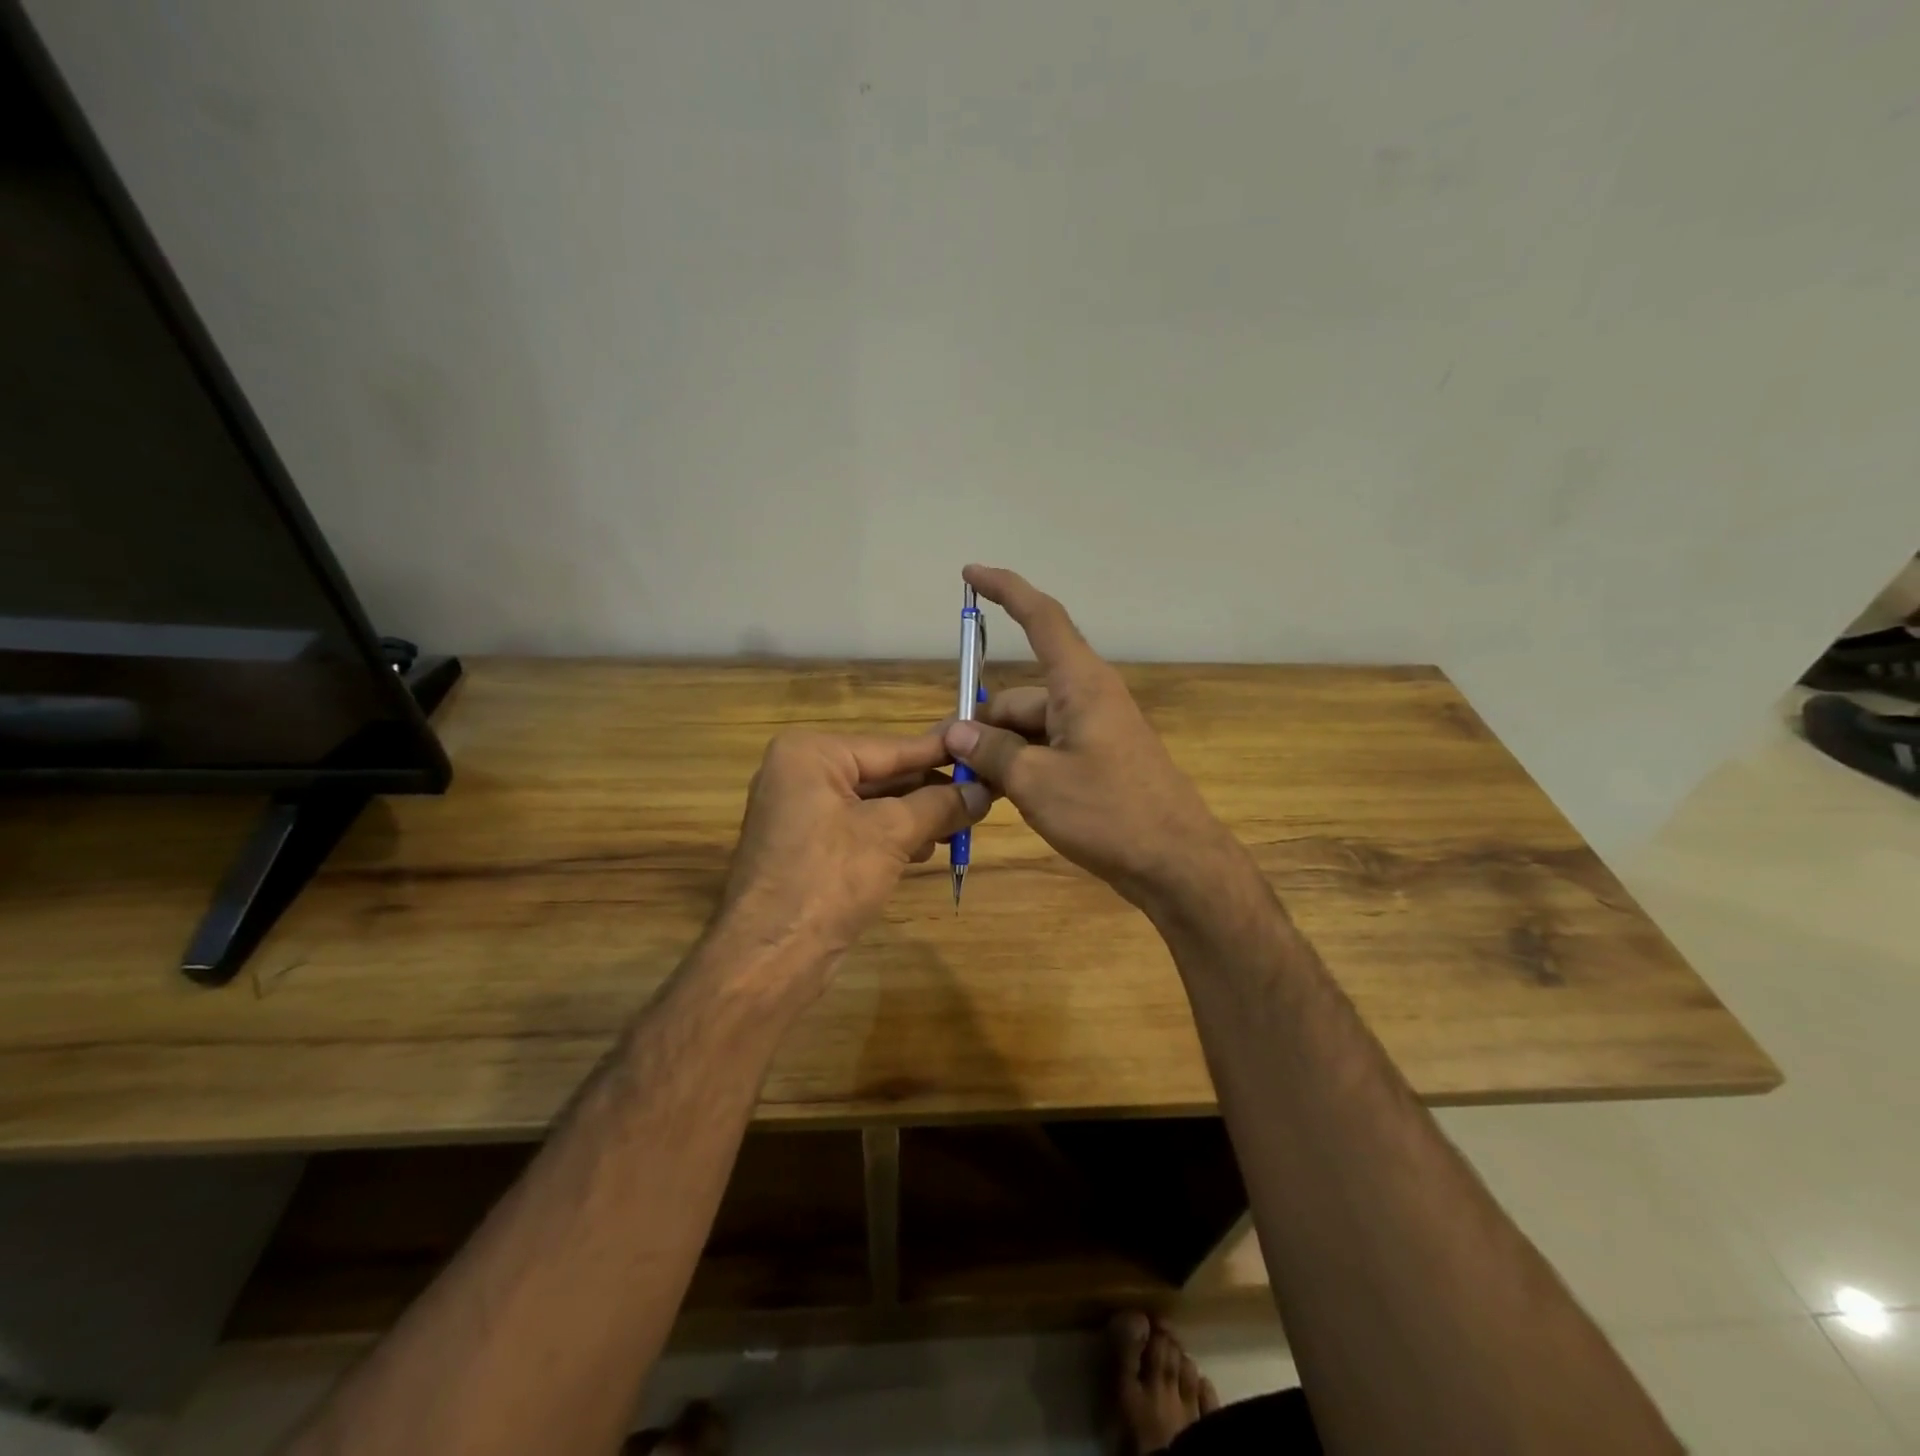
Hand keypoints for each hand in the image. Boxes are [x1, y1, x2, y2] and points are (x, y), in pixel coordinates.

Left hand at [715, 730, 991, 967]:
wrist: (770, 958)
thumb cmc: (828, 880)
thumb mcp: (892, 834)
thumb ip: (940, 805)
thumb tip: (983, 791)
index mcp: (811, 754)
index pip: (892, 747)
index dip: (942, 752)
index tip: (983, 748)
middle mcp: (800, 773)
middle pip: (883, 773)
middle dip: (931, 789)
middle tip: (983, 793)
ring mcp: (800, 812)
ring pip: (874, 804)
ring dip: (917, 815)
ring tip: (963, 824)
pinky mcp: (806, 847)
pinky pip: (859, 828)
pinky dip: (893, 836)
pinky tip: (926, 849)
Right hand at [942, 565, 1236, 910]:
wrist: (1176, 864)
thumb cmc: (1109, 813)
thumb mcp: (1036, 783)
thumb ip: (992, 753)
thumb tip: (958, 733)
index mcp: (1080, 685)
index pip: (1041, 618)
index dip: (1006, 591)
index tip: (971, 574)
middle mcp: (1087, 699)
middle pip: (1019, 695)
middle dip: (983, 723)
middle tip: (949, 761)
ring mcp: (1093, 732)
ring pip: (1029, 728)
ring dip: (1000, 753)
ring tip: (976, 791)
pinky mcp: (1097, 762)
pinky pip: (1046, 750)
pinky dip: (1022, 767)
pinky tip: (1003, 798)